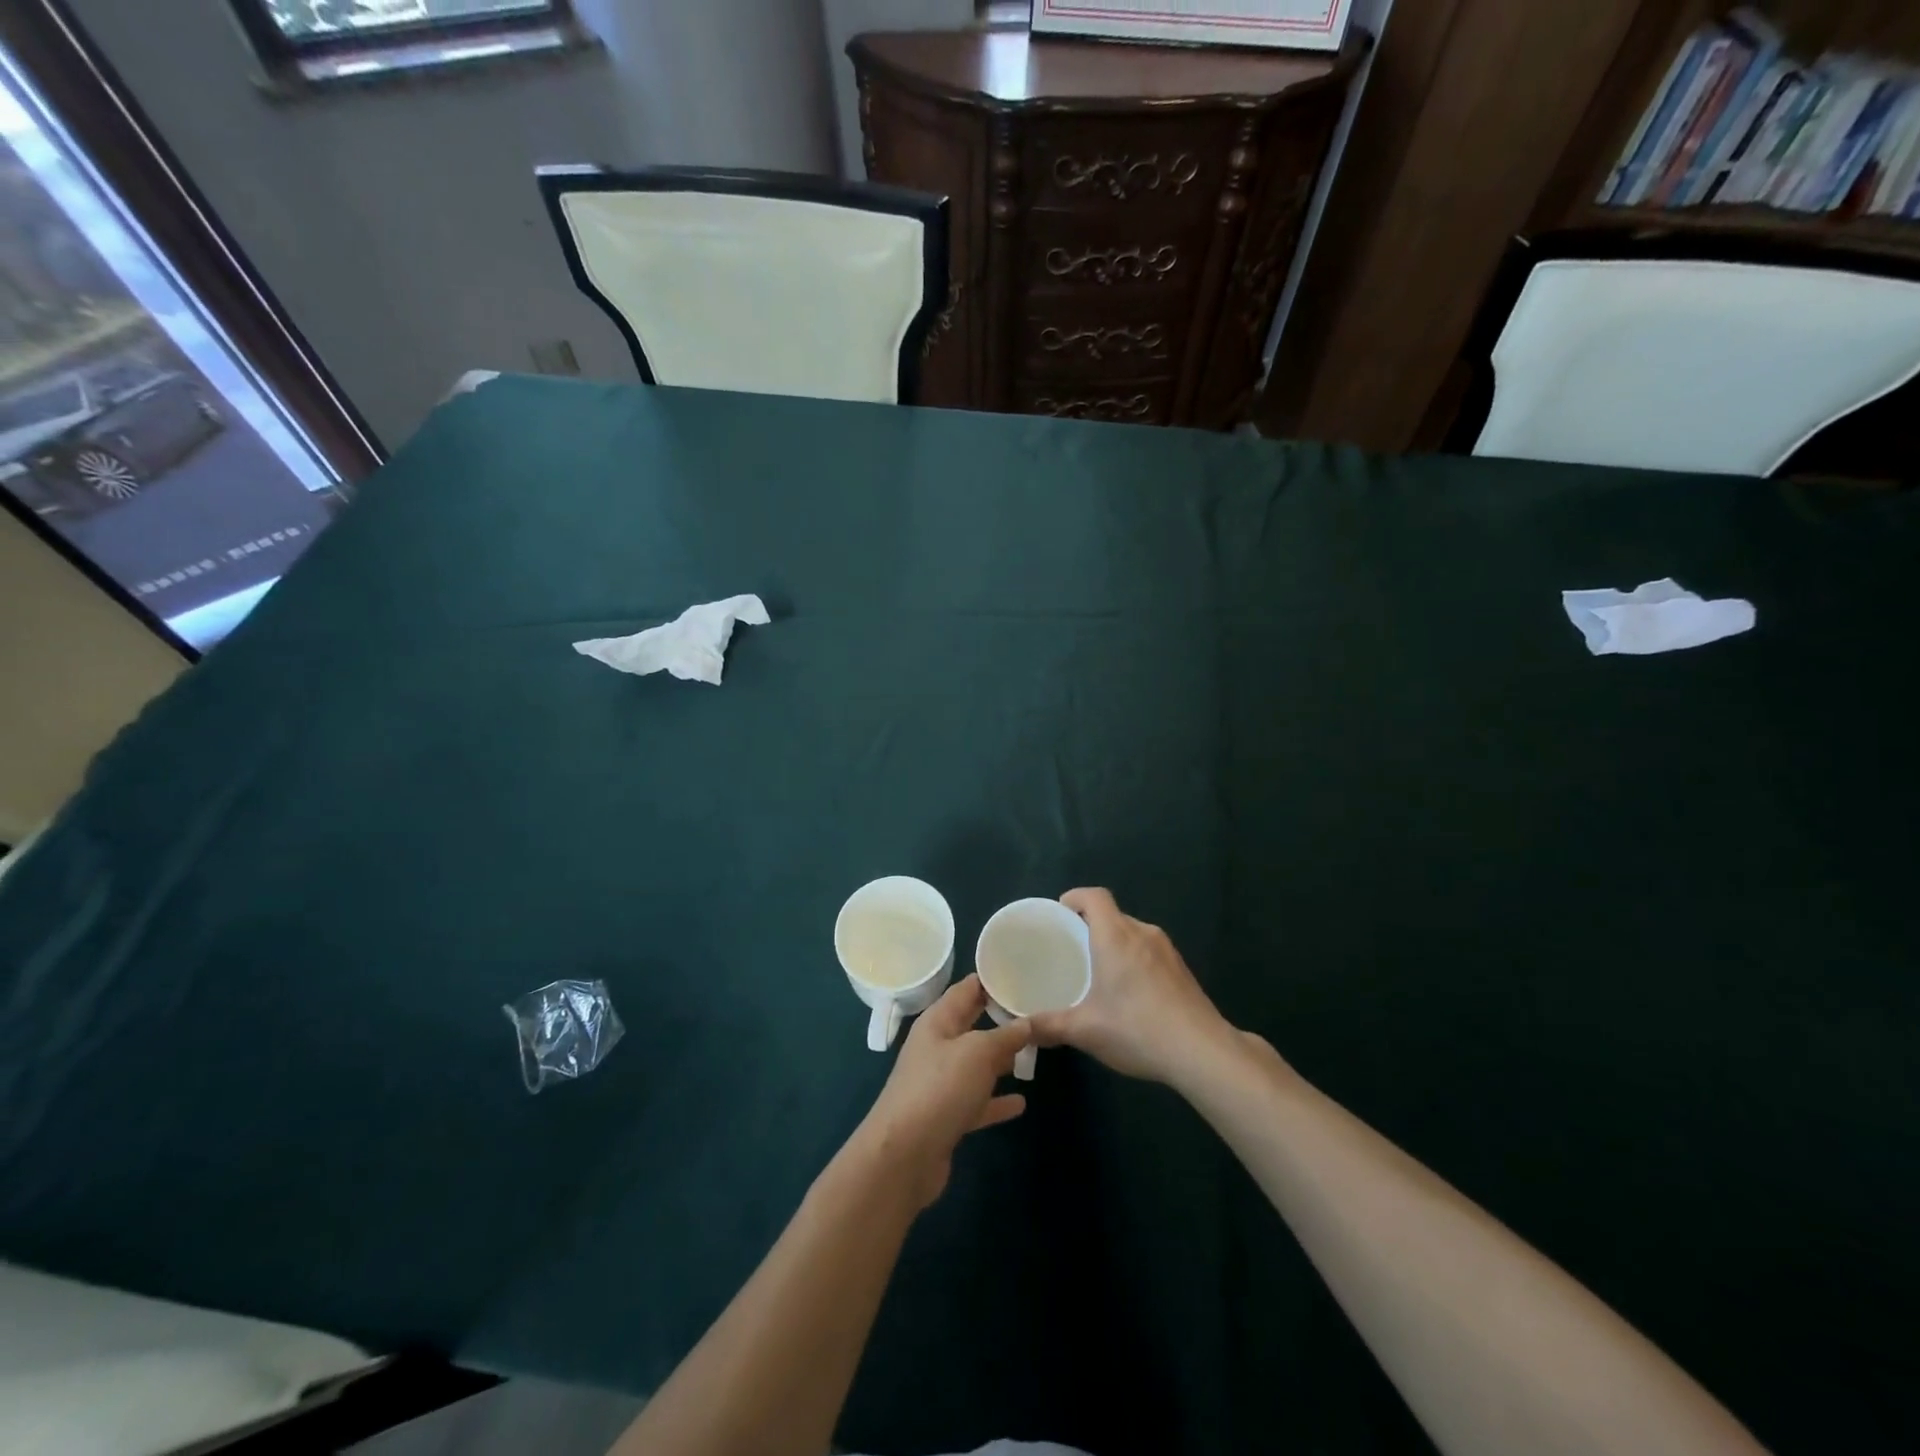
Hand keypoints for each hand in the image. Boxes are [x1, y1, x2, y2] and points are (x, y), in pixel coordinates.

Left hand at [856, 975, 1030, 1208]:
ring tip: (1033, 1051)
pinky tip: (1020, 1103)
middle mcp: (937, 1048)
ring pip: (976, 1064)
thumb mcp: (977, 1052)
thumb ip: (1004, 1036)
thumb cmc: (940, 1088)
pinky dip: (996, 1101)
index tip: (1019, 971)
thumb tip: (1026, 1022)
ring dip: (1000, 1059)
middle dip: (999, 1018)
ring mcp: (941, 1084)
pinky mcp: (947, 1117)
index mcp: (937, 1022)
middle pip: (971, 1025)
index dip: (989, 979)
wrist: (904, 1156)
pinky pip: (977, 1101)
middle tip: (1034, 1009)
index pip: (965, 990)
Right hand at [1029, 887, 1233, 1087]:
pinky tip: (1130, 994)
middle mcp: (1142, 933)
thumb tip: (1021, 1029)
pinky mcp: (1182, 969)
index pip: (1094, 896)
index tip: (1060, 913)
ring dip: (1114, 944)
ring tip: (1098, 973)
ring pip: (1133, 933)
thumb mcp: (1085, 1030)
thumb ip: (1049, 1026)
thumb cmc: (1137, 1029)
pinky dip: (1134, 960)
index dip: (1075, 897)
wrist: (1202, 1051)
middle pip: (1112, 915)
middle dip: (1090, 925)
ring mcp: (1167, 950)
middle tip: (1071, 951)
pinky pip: (1149, 951)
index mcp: (1115, 936)